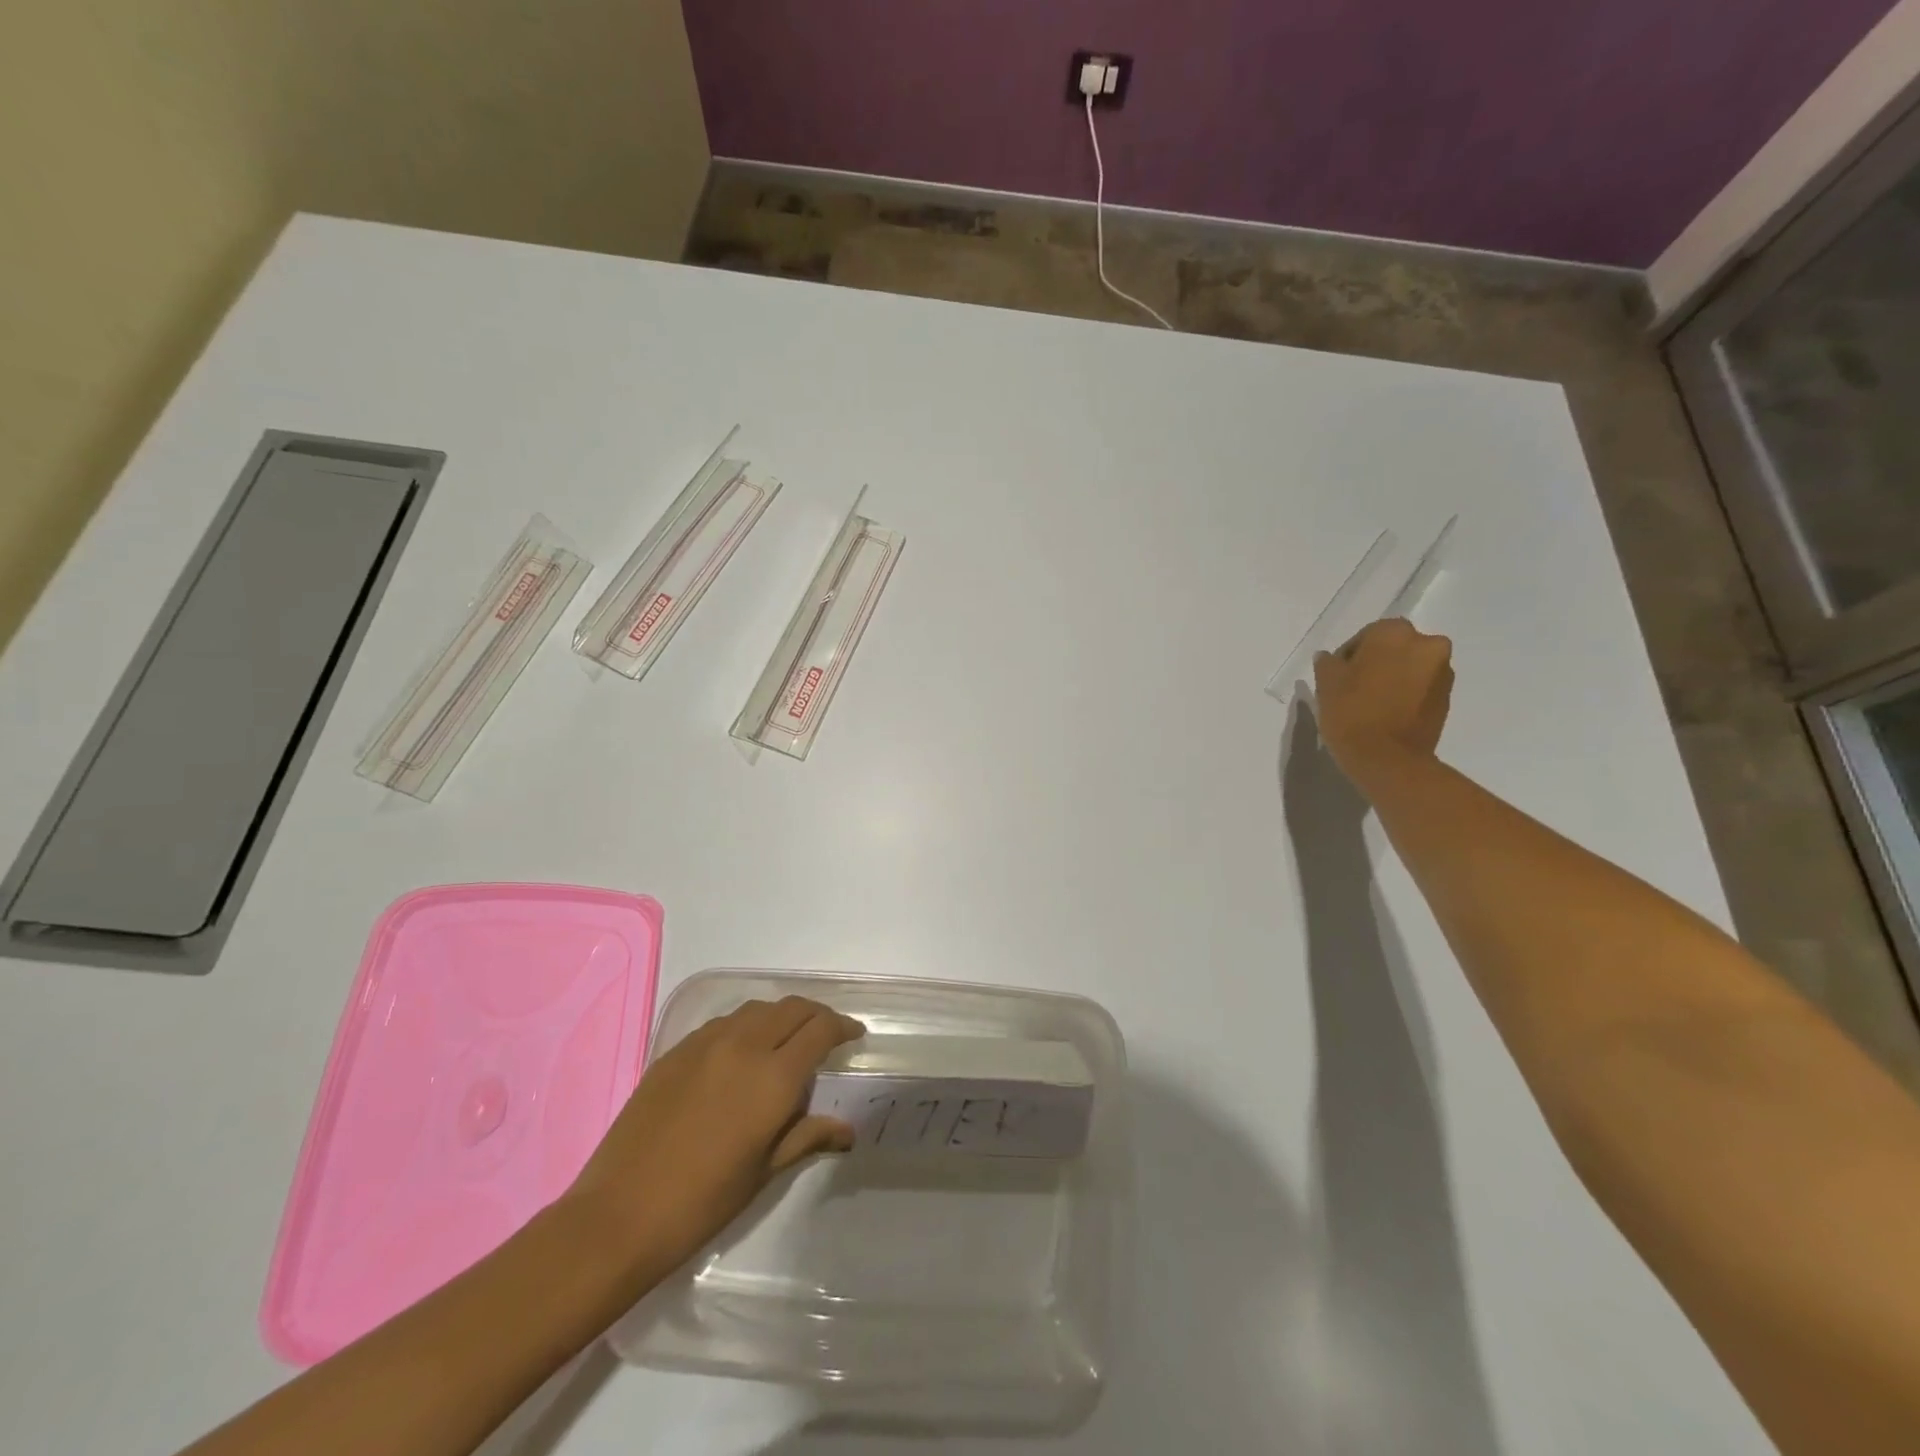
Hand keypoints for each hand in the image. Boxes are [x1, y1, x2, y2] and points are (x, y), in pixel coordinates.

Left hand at [565, 996, 864, 1281]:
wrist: (618, 1215)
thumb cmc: (702, 1202)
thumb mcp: (764, 1171)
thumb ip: (807, 1136)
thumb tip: (847, 1130)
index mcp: (773, 1077)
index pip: (820, 1030)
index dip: (843, 1027)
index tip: (854, 1035)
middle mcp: (744, 1046)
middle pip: (792, 1009)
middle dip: (816, 1016)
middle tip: (827, 1035)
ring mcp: (706, 1043)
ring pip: (757, 1009)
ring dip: (780, 1017)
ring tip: (786, 1040)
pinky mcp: (676, 1051)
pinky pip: (724, 1023)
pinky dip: (746, 1026)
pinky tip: (742, 1053)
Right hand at [1313, 618, 1453, 784]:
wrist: (1388, 759)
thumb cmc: (1352, 713)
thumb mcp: (1326, 683)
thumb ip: (1328, 663)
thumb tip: (1330, 658)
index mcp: (1394, 632)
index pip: (1366, 636)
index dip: (1348, 656)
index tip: (1336, 678)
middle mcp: (1427, 643)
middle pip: (1394, 649)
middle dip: (1377, 663)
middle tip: (1354, 688)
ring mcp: (1442, 672)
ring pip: (1410, 667)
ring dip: (1394, 678)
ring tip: (1372, 704)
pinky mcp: (1448, 698)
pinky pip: (1421, 688)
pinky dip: (1406, 695)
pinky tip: (1387, 714)